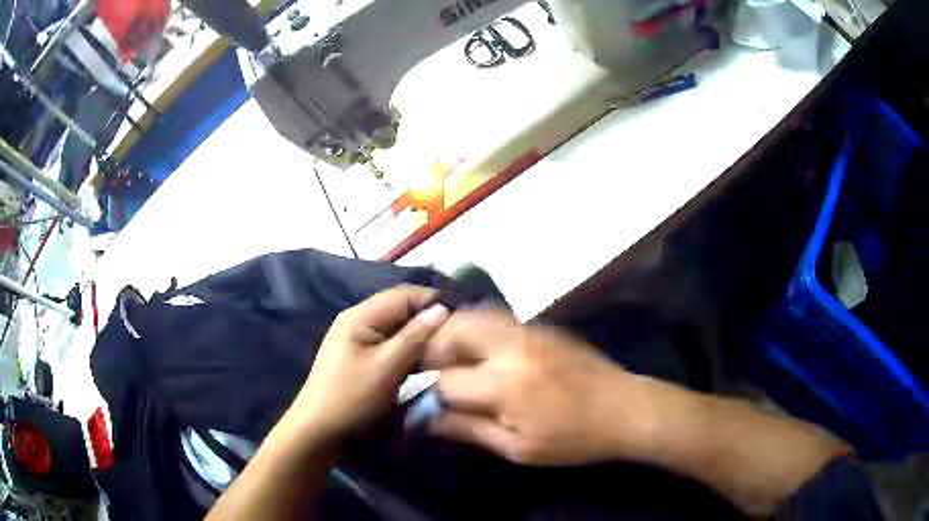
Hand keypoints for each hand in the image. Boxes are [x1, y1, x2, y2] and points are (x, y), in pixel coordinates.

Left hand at [289, 285, 449, 443]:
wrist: (319, 430)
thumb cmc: (351, 398)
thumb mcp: (387, 367)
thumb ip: (415, 337)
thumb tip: (443, 309)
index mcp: (360, 315)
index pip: (404, 294)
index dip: (434, 301)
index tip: (464, 318)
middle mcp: (358, 319)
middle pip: (400, 309)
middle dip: (429, 320)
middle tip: (458, 338)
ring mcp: (357, 338)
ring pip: (397, 328)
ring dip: (420, 336)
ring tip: (447, 349)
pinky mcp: (360, 355)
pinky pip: (389, 343)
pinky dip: (408, 349)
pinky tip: (425, 362)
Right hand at [424, 308, 659, 465]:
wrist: (625, 408)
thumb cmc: (573, 439)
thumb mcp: (519, 448)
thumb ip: (469, 430)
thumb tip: (429, 419)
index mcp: (503, 385)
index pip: (446, 380)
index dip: (433, 394)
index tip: (432, 404)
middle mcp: (510, 347)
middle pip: (452, 331)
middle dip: (433, 350)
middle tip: (431, 371)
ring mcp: (528, 330)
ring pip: (473, 315)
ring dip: (453, 333)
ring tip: (451, 357)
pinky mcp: (542, 325)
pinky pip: (498, 316)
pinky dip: (478, 326)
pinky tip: (481, 347)